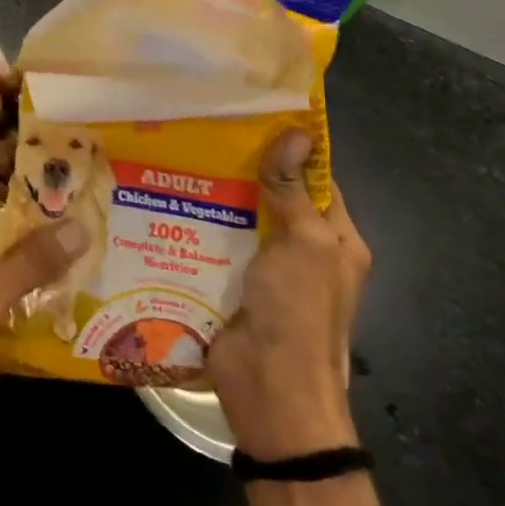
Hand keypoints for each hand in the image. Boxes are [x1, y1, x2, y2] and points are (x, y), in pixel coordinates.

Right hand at [208, 130, 370, 459]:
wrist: (270, 390)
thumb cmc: (298, 312)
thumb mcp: (305, 244)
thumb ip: (293, 190)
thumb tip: (297, 133)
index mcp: (336, 241)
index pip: (317, 180)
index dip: (292, 149)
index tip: (253, 115)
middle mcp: (303, 251)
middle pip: (274, 197)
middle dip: (244, 168)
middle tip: (203, 130)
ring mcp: (266, 270)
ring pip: (240, 218)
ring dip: (215, 195)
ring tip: (177, 156)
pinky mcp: (231, 283)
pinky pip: (216, 245)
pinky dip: (198, 225)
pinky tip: (168, 200)